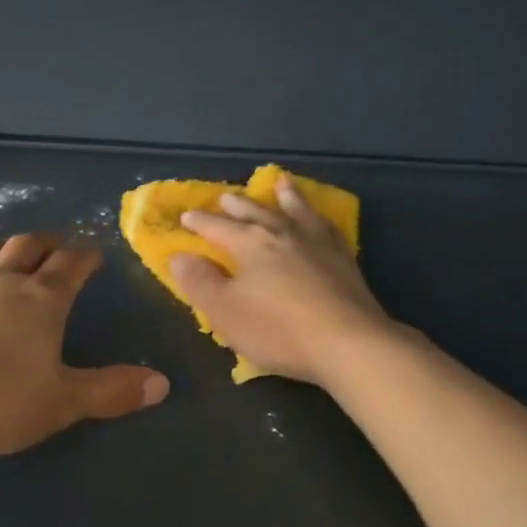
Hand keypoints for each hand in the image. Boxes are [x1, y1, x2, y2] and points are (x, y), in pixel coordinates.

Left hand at [0, 231, 168, 459]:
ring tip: (14, 247)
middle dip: (47, 244)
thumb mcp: (63, 403)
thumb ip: (112, 391)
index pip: (70, 268)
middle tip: (59, 245)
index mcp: (41, 303)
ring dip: (2, 247)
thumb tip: (162, 383)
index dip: (86, 257)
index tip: (96, 253)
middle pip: (27, 249)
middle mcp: (0, 285)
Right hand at [169, 175, 395, 385]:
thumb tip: (179, 256)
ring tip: (280, 184)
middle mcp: (284, 233)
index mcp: (251, 244)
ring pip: (297, 211)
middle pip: (256, 212)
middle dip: (238, 205)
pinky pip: (327, 227)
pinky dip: (318, 217)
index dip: (200, 223)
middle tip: (226, 196)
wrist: (348, 343)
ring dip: (285, 196)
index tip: (186, 216)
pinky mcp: (345, 259)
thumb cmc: (278, 330)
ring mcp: (318, 243)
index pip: (218, 227)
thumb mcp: (225, 311)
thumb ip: (199, 282)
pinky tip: (319, 219)